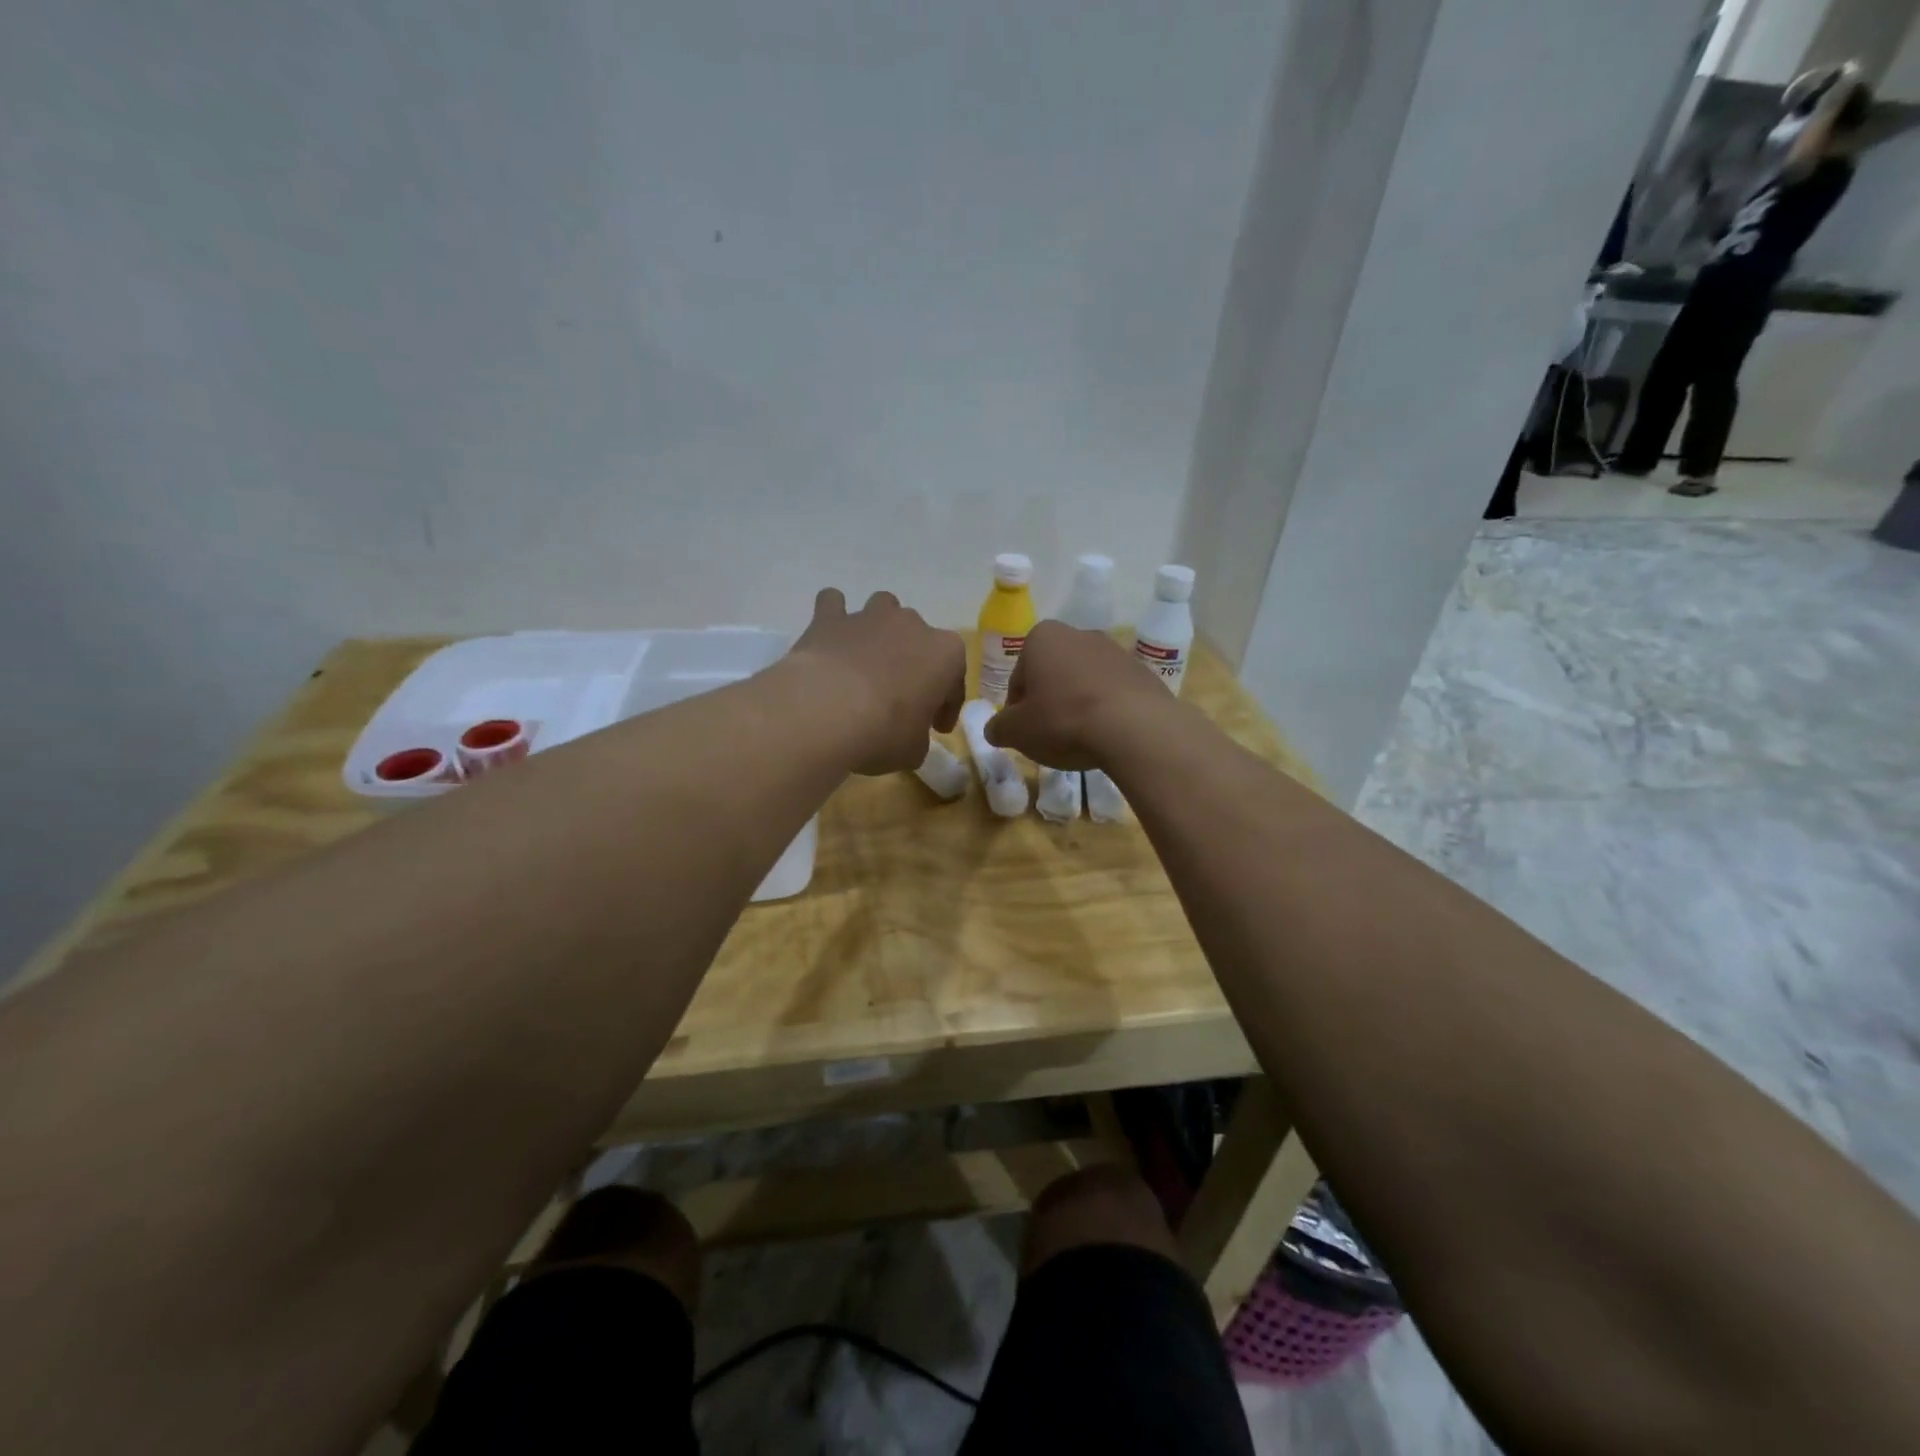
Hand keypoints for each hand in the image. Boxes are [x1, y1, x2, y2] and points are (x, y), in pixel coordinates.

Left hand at [787, 588, 965, 775]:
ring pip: (884, 609)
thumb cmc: (884, 732)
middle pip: (919, 641)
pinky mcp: (829, 618)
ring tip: (869, 660)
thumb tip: (908, 737)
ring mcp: (869, 616)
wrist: (826, 712)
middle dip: (913, 665)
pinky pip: (833, 605)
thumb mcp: (913, 750)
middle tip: (901, 700)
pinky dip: (833, 616)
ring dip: (880, 630)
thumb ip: (917, 738)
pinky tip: (831, 636)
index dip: (947, 706)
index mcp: (945, 654)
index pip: (954, 680)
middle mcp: (912, 625)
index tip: (937, 728)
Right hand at [982, 620, 1172, 769]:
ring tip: (1081, 738)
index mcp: (1042, 638)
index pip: (1018, 677)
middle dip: (1049, 701)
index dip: (1017, 708)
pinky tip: (1107, 735)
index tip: (1023, 732)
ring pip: (1084, 682)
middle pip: (1052, 674)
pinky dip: (1106, 710)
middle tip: (1049, 735)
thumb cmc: (1063, 721)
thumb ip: (999, 728)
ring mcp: (1115, 651)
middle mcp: (1078, 634)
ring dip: (1078, 704)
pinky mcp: (1142, 672)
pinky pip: (1113, 693)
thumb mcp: (1017, 732)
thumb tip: (995, 729)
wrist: (1134, 728)